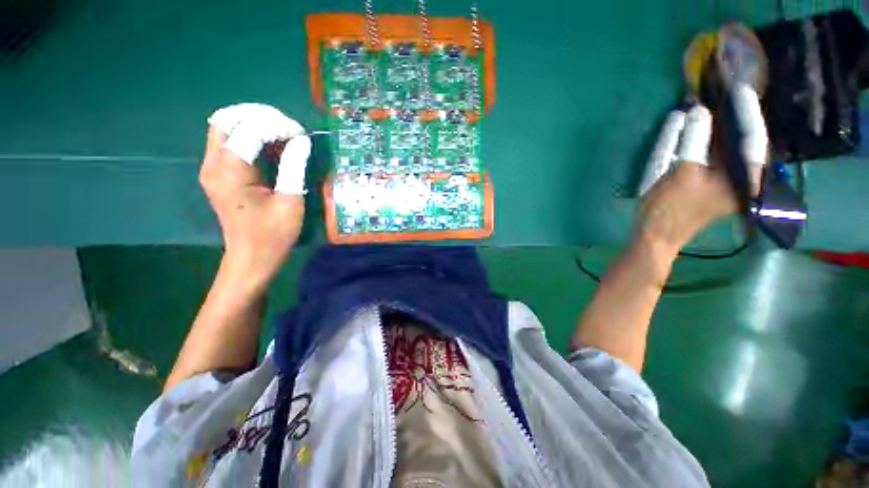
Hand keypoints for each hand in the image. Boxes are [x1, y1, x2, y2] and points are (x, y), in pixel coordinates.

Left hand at [199, 103, 311, 291]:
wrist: (252, 257)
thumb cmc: (274, 234)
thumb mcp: (290, 201)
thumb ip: (293, 166)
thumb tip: (301, 140)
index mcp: (231, 172)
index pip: (249, 130)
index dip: (277, 125)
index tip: (301, 134)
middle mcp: (214, 164)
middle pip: (226, 120)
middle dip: (259, 116)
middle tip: (289, 128)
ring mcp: (212, 168)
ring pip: (225, 127)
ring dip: (254, 124)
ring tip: (283, 134)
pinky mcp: (218, 174)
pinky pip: (230, 142)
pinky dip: (251, 137)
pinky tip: (272, 146)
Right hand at [638, 99, 765, 250]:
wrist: (654, 233)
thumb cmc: (671, 208)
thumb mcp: (683, 173)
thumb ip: (694, 140)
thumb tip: (699, 110)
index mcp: (745, 179)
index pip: (753, 138)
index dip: (746, 111)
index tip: (739, 87)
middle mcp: (740, 176)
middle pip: (738, 139)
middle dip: (727, 116)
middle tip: (722, 91)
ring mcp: (723, 178)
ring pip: (720, 144)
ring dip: (710, 125)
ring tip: (705, 102)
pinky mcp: (705, 179)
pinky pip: (704, 153)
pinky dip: (695, 139)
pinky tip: (686, 124)